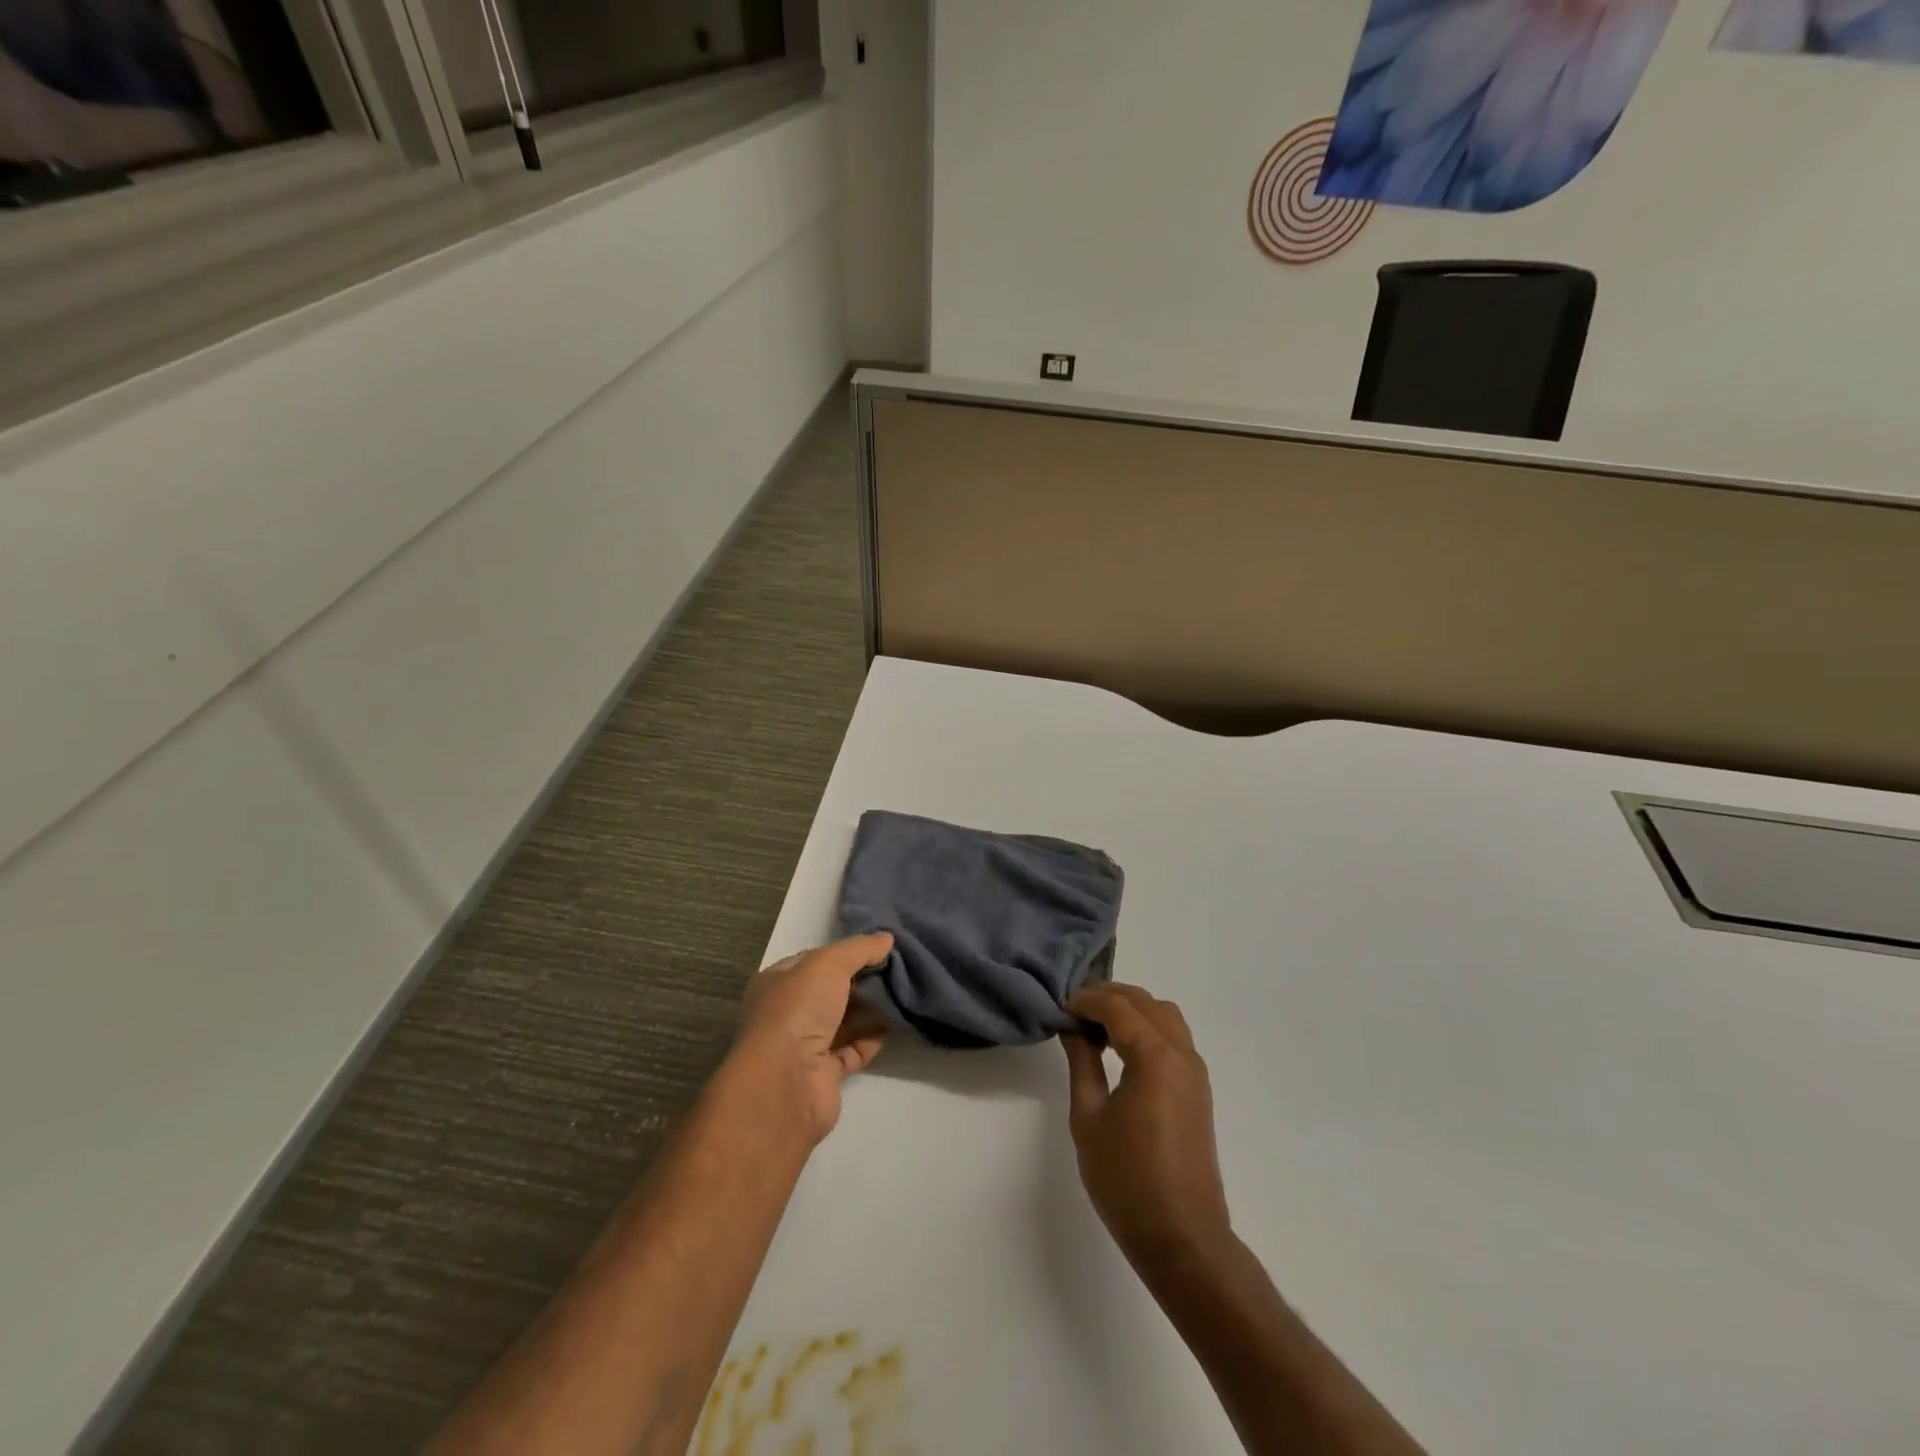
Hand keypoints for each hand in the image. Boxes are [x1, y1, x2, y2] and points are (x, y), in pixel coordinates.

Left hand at [733, 933, 893, 1143]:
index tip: (878, 948)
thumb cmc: (798, 1011)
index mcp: (777, 982)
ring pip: (843, 1021)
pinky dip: (872, 1039)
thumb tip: (886, 938)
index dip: (844, 953)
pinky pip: (853, 1050)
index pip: (813, 960)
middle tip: (897, 969)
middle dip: (861, 981)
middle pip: (831, 991)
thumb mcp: (828, 964)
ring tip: (903, 993)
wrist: (786, 1083)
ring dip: (870, 1010)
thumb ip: (859, 949)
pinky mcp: (824, 1075)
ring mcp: (804, 1046)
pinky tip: (895, 1024)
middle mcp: (787, 1013)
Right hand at [1062, 983, 1233, 1273]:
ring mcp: (1195, 1072)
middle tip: (1075, 1012)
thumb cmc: (1127, 1180)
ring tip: (1097, 1027)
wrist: (1183, 1238)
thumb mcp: (1089, 1118)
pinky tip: (1121, 1049)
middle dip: (1109, 997)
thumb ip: (1082, 1063)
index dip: (1086, 1000)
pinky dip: (1147, 1027)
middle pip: (1145, 1002)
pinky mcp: (1199, 1090)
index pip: (1117, 1006)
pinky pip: (1174, 1037)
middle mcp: (1181, 1054)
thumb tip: (1073, 1028)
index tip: (1060, 1008)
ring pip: (1165, 1015)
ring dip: (1132, 1009)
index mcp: (1154, 1057)